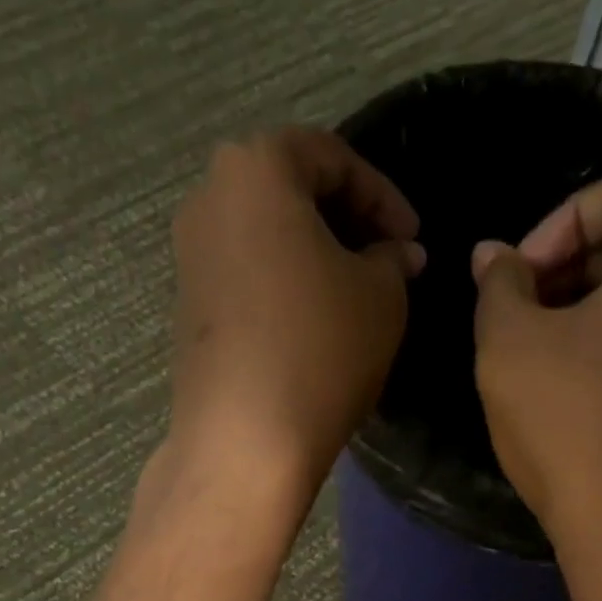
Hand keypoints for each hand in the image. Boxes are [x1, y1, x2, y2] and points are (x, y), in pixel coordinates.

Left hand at [157, 128, 423, 524]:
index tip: (413, 238)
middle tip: (385, 263)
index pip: (331, 157)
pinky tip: (311, 328)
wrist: (245, 442)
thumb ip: (393, 260)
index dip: (383, 195)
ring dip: (313, 260)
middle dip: (344, 224)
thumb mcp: (381, 297)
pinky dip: (282, 291)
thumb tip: (399, 254)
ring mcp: (190, 260)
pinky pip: (245, 281)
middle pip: (289, 192)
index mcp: (256, 169)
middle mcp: (210, 200)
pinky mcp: (188, 313)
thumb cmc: (320, 351)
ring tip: (352, 298)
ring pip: (264, 240)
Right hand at [471, 155, 601, 568]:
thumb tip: (492, 257)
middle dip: (577, 261)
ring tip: (544, 352)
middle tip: (525, 311)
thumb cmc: (574, 426)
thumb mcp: (509, 348)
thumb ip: (498, 287)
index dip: (565, 216)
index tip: (520, 275)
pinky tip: (579, 388)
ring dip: (595, 305)